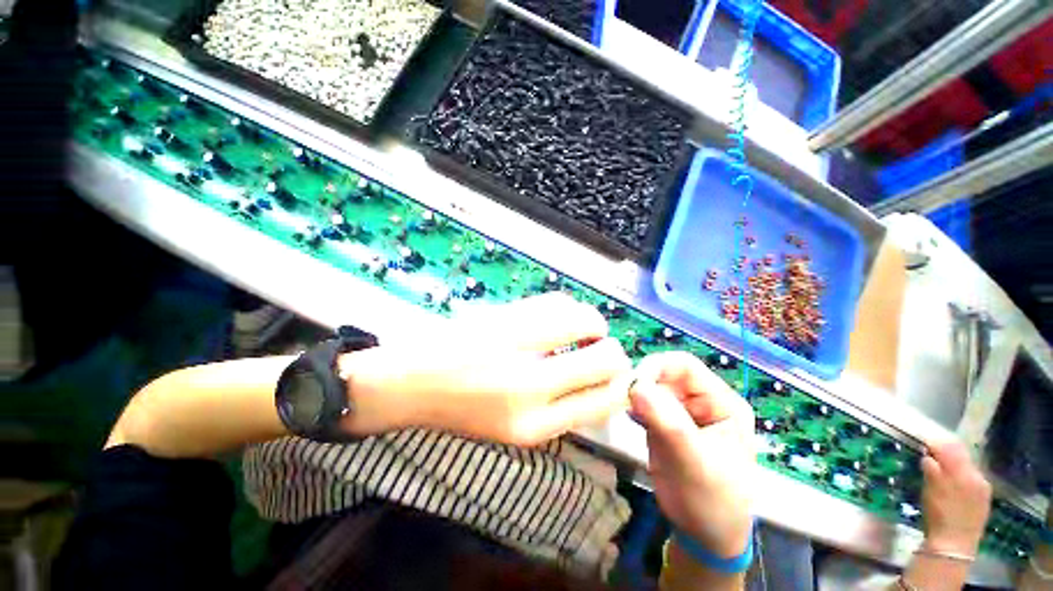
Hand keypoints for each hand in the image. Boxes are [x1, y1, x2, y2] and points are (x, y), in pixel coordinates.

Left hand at [339, 293, 632, 444]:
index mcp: (534, 425)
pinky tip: (560, 317)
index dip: (619, 386)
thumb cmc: (463, 410)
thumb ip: (561, 409)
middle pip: (605, 359)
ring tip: (582, 330)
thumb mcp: (516, 428)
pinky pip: (557, 302)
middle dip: (614, 352)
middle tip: (602, 349)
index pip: (604, 402)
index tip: (617, 376)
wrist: (411, 381)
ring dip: (593, 324)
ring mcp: (517, 344)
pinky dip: (569, 308)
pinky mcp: (505, 315)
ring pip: (586, 320)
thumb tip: (602, 384)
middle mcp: (531, 386)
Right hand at [628, 351, 755, 557]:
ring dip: (636, 394)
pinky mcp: (665, 423)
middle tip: (624, 400)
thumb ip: (668, 424)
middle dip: (644, 382)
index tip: (633, 384)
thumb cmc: (710, 502)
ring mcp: (682, 412)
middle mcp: (702, 401)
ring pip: (652, 387)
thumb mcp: (694, 463)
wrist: (704, 535)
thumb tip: (637, 386)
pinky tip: (629, 417)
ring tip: (626, 410)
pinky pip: (646, 403)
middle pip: (666, 374)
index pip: (685, 366)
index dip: (657, 366)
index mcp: (722, 403)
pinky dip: (634, 406)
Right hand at [919, 439, 991, 554]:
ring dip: (954, 463)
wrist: (954, 544)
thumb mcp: (930, 490)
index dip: (936, 443)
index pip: (950, 447)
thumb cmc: (938, 514)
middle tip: (931, 451)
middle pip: (962, 455)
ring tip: (941, 466)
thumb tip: (928, 455)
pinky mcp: (984, 498)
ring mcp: (983, 488)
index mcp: (962, 471)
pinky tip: (953, 483)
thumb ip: (931, 469)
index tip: (924, 441)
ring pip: (968, 467)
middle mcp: (976, 475)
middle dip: (947, 451)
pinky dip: (961, 475)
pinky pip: (972, 479)